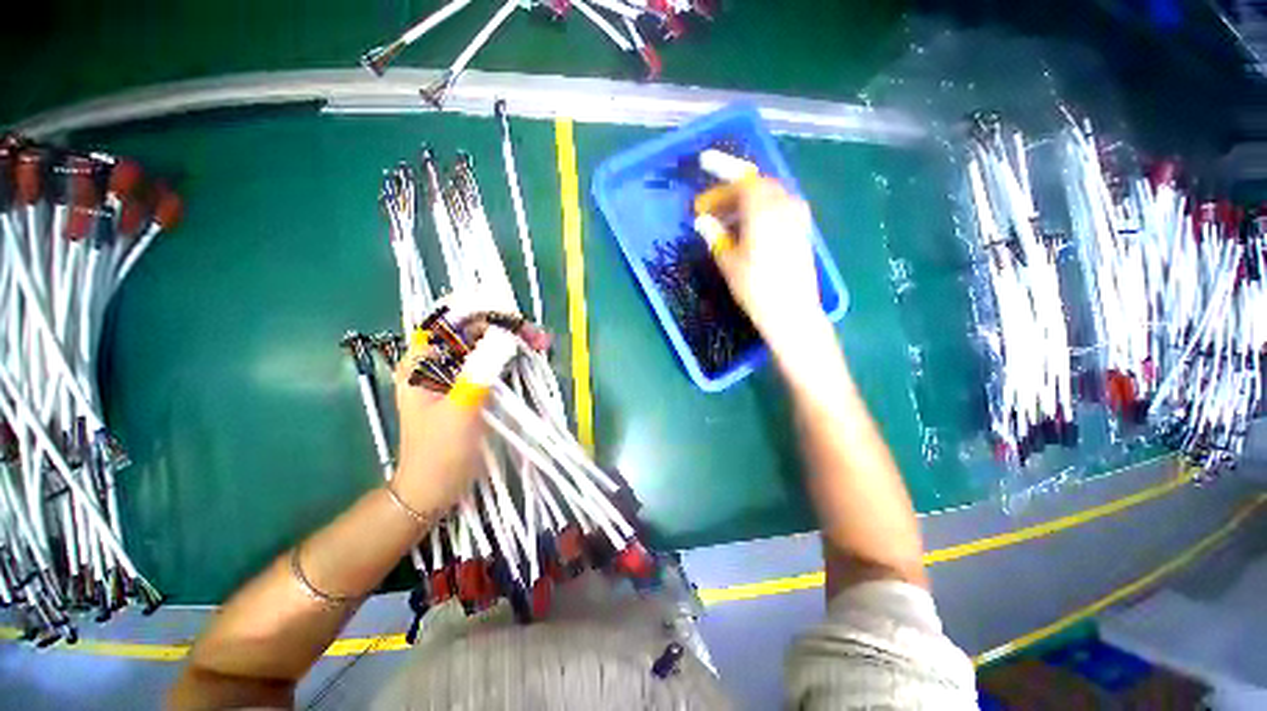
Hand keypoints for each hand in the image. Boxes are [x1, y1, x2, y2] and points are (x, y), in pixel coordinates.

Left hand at [391, 315, 549, 511]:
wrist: (434, 488)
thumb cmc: (441, 451)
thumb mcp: (462, 408)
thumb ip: (481, 369)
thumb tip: (506, 336)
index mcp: (421, 362)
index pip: (450, 321)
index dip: (483, 314)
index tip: (516, 323)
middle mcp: (434, 362)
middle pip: (471, 331)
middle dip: (506, 329)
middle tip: (538, 338)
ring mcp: (451, 374)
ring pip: (484, 345)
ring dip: (512, 342)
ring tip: (541, 344)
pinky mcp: (467, 386)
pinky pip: (490, 362)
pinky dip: (511, 358)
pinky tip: (530, 358)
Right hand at [707, 178, 823, 352]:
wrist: (791, 312)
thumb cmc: (755, 288)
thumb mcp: (728, 262)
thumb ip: (714, 235)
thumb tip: (702, 220)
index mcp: (764, 210)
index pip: (743, 178)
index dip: (721, 169)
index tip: (703, 163)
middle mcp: (785, 206)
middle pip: (756, 185)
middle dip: (730, 190)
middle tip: (709, 206)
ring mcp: (797, 217)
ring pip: (768, 195)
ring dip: (745, 200)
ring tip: (725, 218)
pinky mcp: (802, 230)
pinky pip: (779, 206)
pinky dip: (760, 208)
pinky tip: (748, 226)